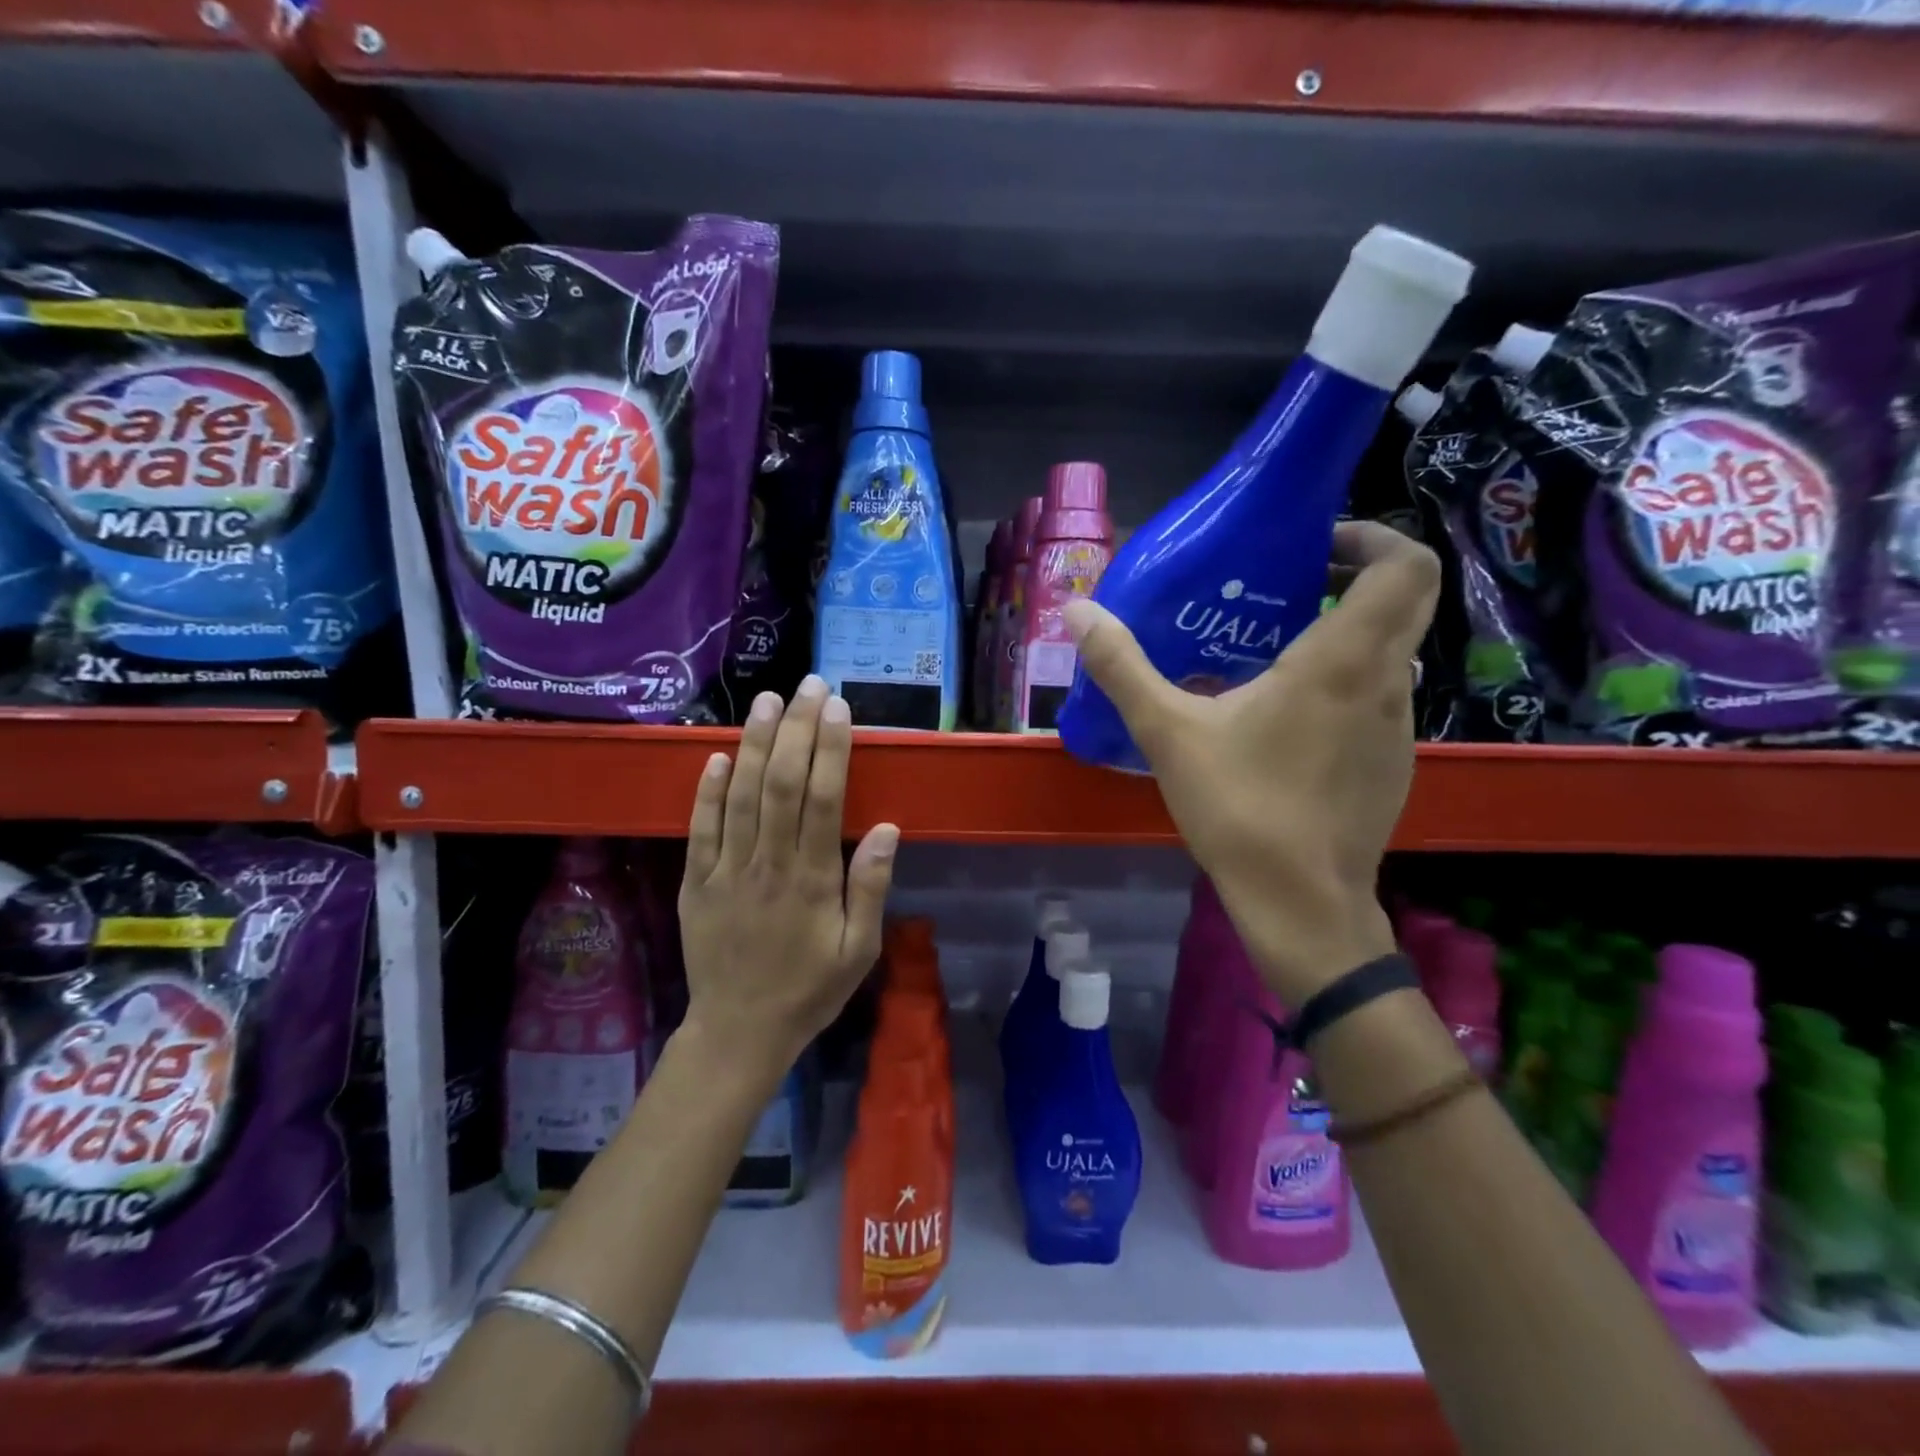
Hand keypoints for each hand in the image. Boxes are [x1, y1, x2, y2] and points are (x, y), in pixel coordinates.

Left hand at [677, 675, 898, 1076]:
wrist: (740, 1032)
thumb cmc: (810, 989)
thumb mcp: (859, 950)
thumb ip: (870, 888)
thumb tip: (885, 828)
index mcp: (812, 880)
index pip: (821, 799)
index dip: (829, 749)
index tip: (837, 708)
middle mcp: (767, 865)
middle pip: (780, 784)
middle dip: (795, 729)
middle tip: (807, 685)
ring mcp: (726, 871)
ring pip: (740, 796)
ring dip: (753, 744)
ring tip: (767, 701)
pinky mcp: (695, 882)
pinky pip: (700, 829)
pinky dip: (707, 790)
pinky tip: (717, 755)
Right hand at [1065, 520, 1438, 1007]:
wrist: (1301, 904)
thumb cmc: (1240, 807)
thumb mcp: (1168, 731)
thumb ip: (1121, 666)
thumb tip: (1076, 610)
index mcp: (1342, 660)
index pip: (1404, 565)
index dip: (1371, 537)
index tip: (1314, 546)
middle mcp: (1385, 682)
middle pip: (1408, 599)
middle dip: (1356, 576)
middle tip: (1289, 586)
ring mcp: (1398, 726)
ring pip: (1392, 652)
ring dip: (1348, 632)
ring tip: (1275, 651)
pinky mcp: (1393, 763)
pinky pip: (1378, 697)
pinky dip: (1346, 682)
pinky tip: (1287, 720)